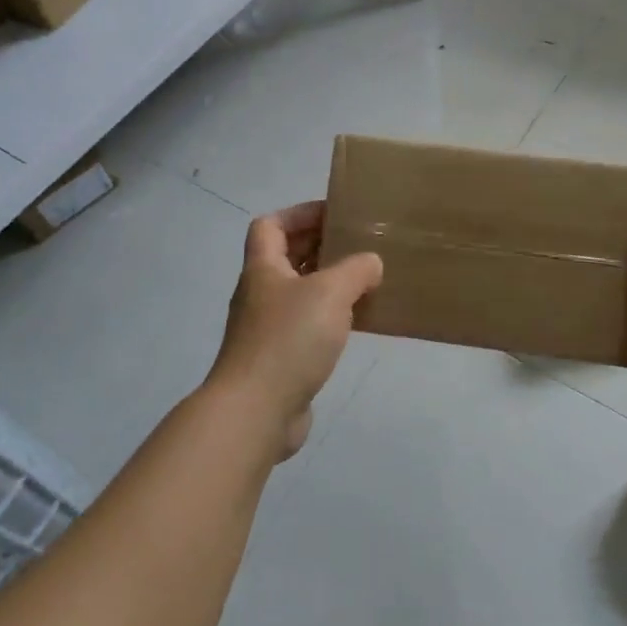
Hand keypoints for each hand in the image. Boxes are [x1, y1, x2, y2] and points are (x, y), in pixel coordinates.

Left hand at [208, 202, 382, 460]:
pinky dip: (328, 319)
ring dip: (327, 284)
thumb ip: (355, 270)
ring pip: (298, 293)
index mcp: (263, 269)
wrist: (255, 411)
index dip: (299, 214)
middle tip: (357, 245)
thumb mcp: (330, 293)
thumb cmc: (289, 339)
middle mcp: (259, 294)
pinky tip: (355, 326)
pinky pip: (305, 326)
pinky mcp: (278, 360)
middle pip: (285, 257)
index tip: (334, 214)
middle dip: (318, 247)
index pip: (270, 225)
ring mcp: (265, 329)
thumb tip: (370, 263)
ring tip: (364, 282)